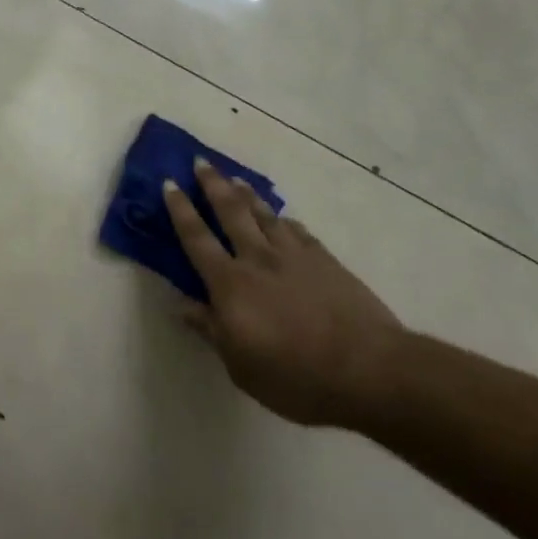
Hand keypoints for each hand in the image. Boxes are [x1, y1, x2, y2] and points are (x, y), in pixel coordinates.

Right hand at [164, 159, 403, 428]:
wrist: (369, 369)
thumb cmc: (296, 377)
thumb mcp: (241, 367)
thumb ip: (211, 330)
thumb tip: (182, 305)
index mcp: (230, 284)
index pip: (196, 239)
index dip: (180, 210)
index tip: (169, 183)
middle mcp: (257, 259)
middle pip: (230, 212)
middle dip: (212, 185)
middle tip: (201, 161)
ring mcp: (294, 255)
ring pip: (264, 214)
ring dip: (246, 194)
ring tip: (235, 178)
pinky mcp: (325, 260)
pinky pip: (298, 231)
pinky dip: (285, 221)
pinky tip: (283, 217)